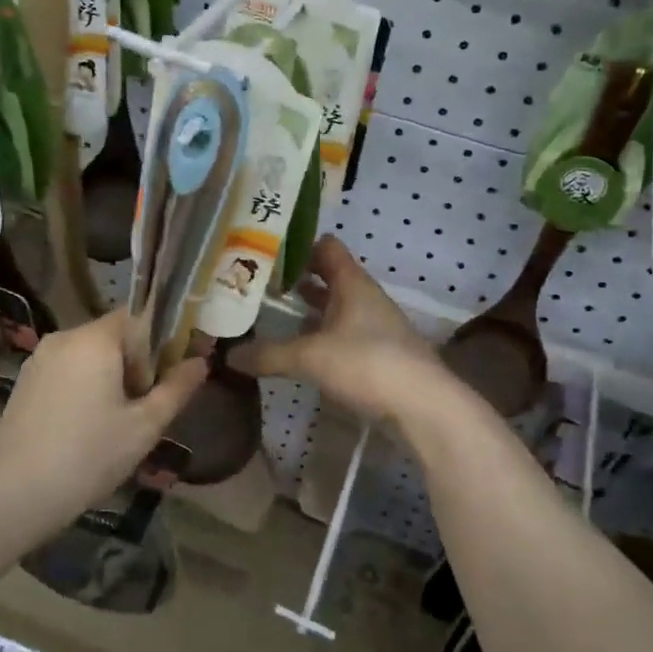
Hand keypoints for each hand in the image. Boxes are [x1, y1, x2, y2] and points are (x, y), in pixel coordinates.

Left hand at [0, 310, 207, 540]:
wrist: (14, 496)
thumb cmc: (89, 456)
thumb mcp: (145, 426)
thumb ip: (177, 388)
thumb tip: (201, 361)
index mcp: (95, 339)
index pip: (138, 317)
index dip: (159, 344)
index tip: (165, 381)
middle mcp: (63, 338)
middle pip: (113, 336)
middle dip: (135, 365)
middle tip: (143, 410)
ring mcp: (38, 360)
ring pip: (89, 356)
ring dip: (109, 378)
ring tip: (115, 424)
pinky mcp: (24, 383)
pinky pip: (66, 371)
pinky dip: (83, 388)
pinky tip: (85, 429)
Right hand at [234, 236, 452, 423]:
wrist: (423, 406)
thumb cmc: (367, 364)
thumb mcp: (309, 357)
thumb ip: (269, 354)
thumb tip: (229, 355)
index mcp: (353, 283)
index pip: (326, 247)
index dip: (298, 246)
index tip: (267, 253)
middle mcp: (366, 298)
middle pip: (330, 277)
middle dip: (298, 280)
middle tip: (261, 286)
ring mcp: (376, 326)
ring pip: (338, 308)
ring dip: (311, 310)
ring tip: (275, 317)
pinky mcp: (380, 354)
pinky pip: (345, 334)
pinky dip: (324, 336)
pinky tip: (303, 351)